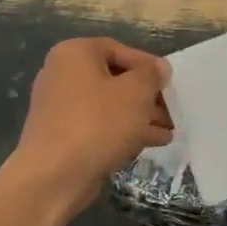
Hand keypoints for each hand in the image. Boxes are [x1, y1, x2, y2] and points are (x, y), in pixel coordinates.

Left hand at [14, 38, 171, 212]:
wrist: (53, 175)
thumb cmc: (98, 123)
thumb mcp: (136, 92)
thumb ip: (151, 75)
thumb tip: (159, 68)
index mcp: (75, 53)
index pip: (120, 50)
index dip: (149, 66)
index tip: (170, 83)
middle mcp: (62, 74)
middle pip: (115, 79)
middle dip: (147, 96)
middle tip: (172, 111)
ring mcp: (59, 106)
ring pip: (109, 105)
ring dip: (140, 116)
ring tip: (169, 132)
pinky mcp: (61, 134)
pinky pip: (98, 125)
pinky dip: (122, 131)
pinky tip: (150, 143)